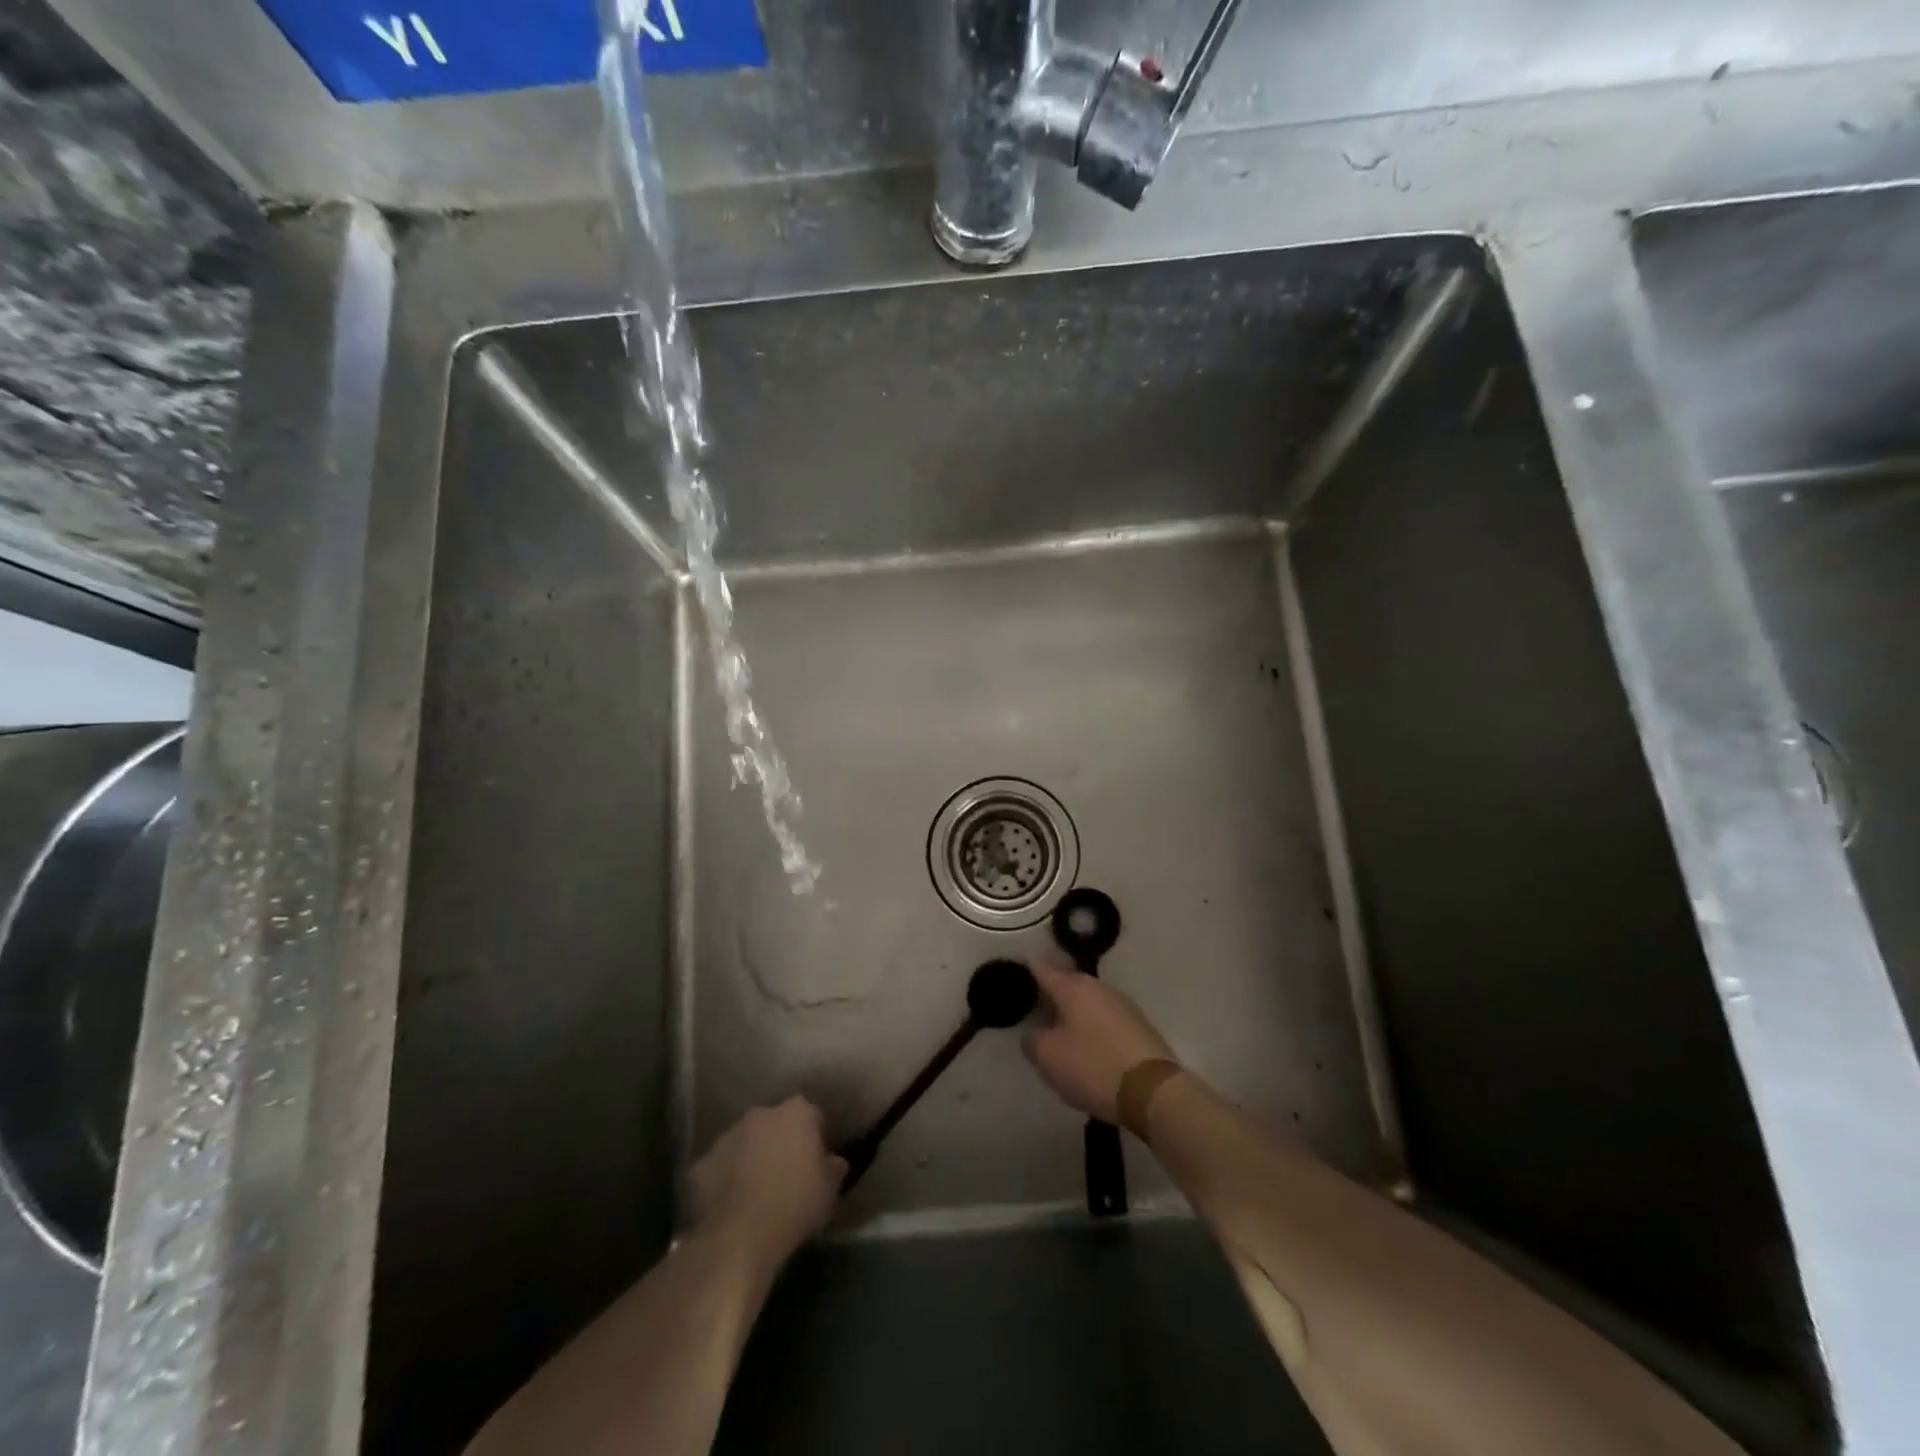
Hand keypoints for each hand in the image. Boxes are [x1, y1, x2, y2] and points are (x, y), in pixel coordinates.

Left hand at [689, 1097, 846, 1269]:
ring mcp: (727, 1136)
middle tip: (788, 1175)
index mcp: (796, 1113)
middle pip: (776, 1124)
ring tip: (758, 1192)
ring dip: (752, 1157)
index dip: (816, 1138)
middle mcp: (761, 1114)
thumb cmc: (793, 1205)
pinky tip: (732, 1204)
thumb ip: (834, 1168)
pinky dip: (726, 1178)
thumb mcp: (829, 1191)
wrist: (738, 1237)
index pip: (812, 1116)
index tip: (817, 1162)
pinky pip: (720, 1166)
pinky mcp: (702, 1163)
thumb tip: (834, 1161)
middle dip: (781, 1142)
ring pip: (746, 1142)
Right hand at [1024, 957, 1174, 1123]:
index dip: (1027, 971)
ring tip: (1060, 1029)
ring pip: (1089, 1001)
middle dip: (1052, 993)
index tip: (1015, 977)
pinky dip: (1093, 1026)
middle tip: (1035, 1008)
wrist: (1153, 1091)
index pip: (1043, 969)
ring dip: (1074, 1011)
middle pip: (1068, 983)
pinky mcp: (1140, 1026)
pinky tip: (1088, 1044)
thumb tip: (1034, 1034)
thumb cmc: (1093, 1067)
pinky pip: (1106, 1018)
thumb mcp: (1049, 1057)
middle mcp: (1099, 987)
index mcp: (1074, 988)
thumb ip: (1033, 1041)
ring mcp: (1123, 1005)